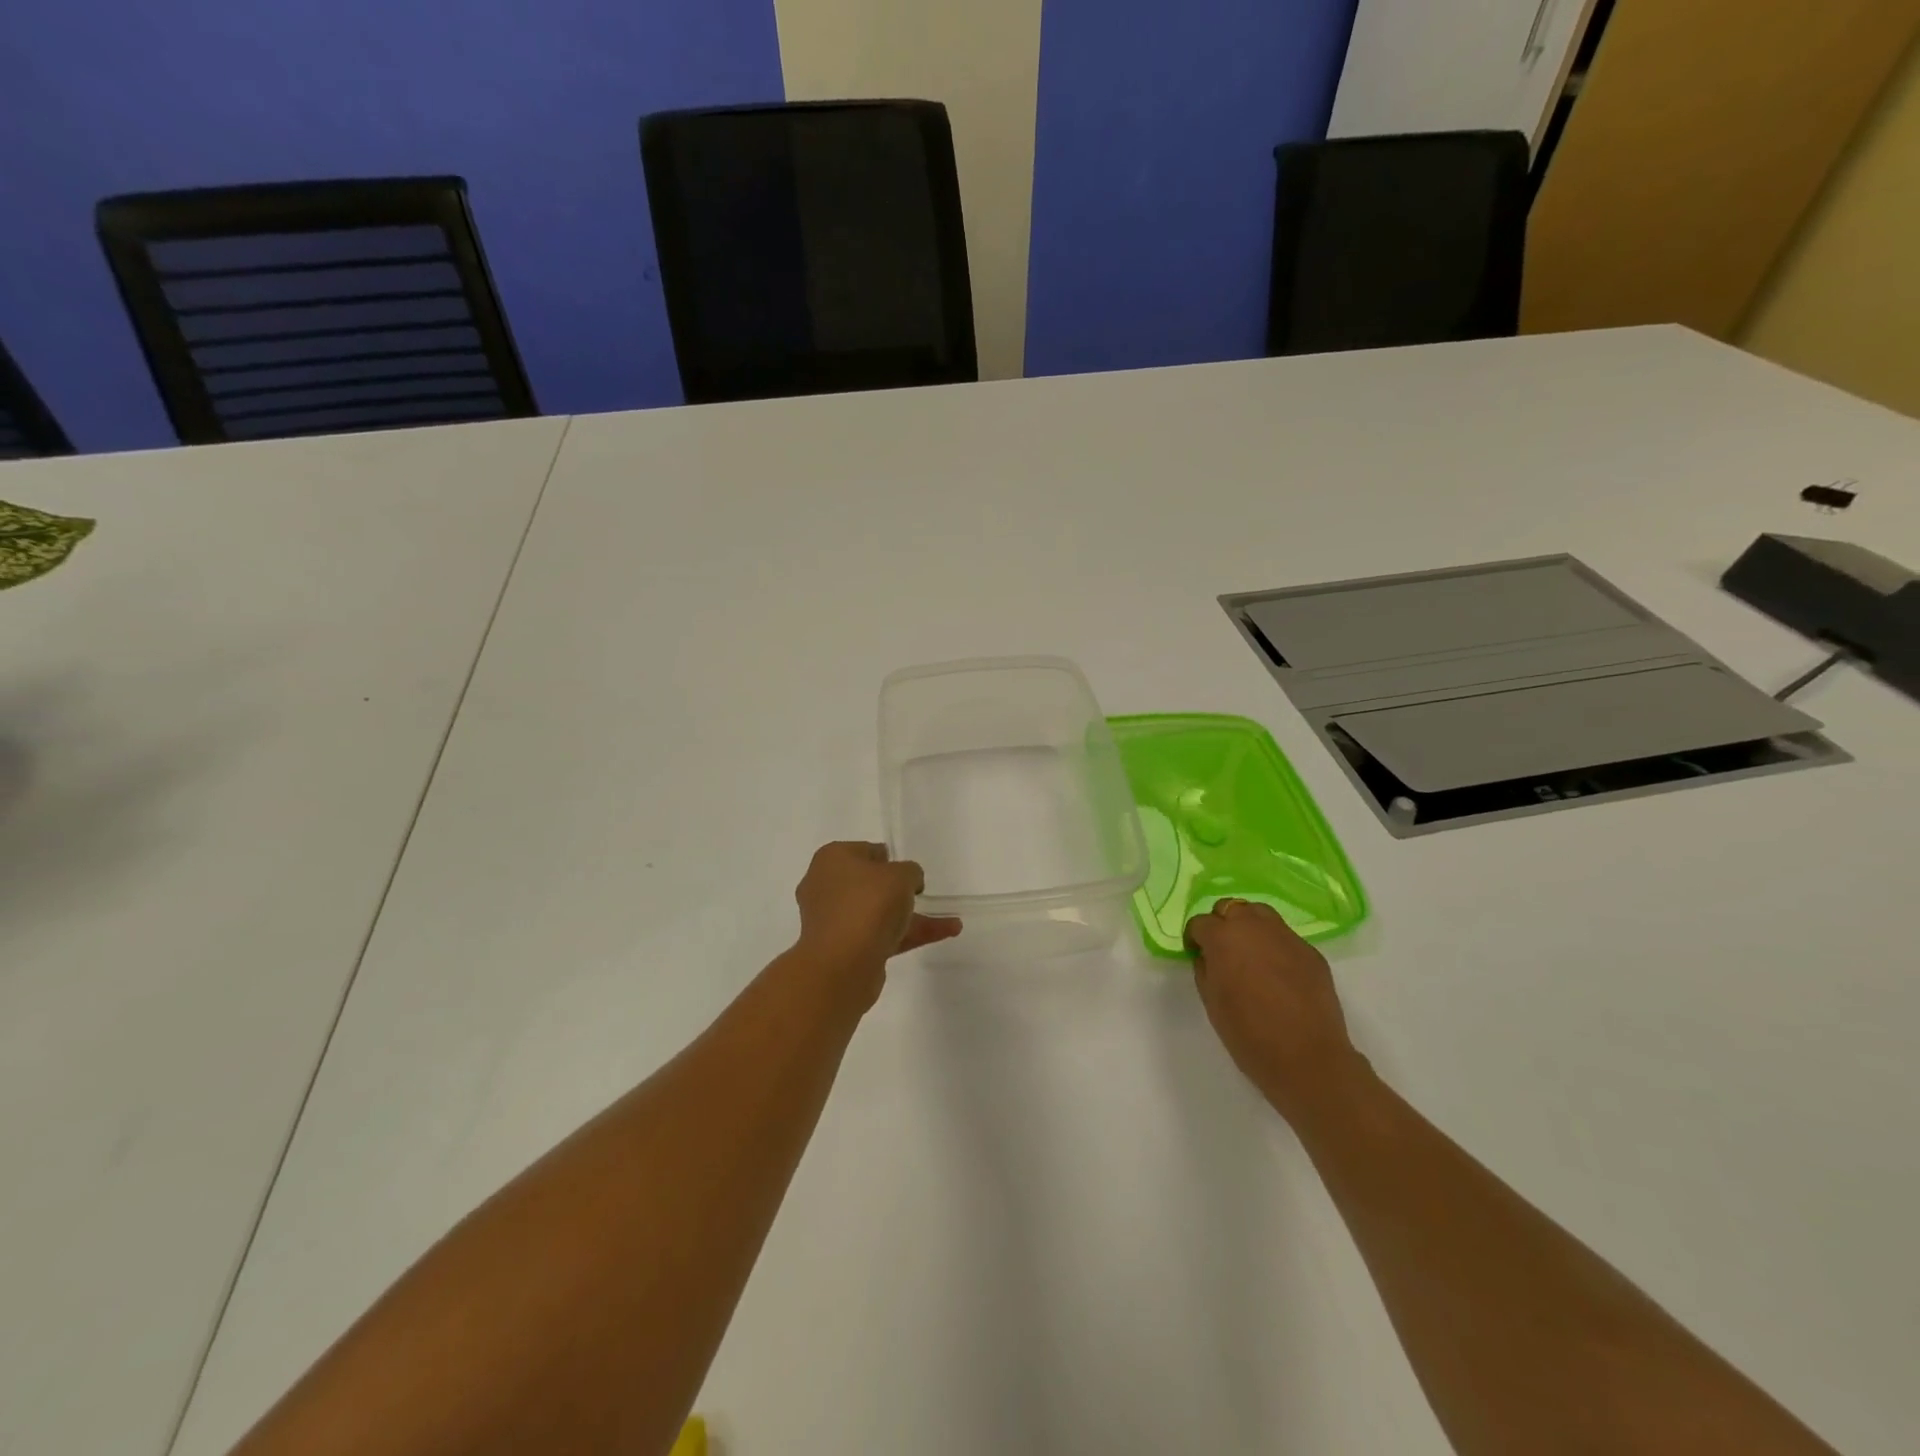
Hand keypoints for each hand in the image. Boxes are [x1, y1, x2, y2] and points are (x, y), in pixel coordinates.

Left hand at [793, 842, 961, 988]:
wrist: (843, 963)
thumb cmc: (869, 903)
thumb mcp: (901, 875)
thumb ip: (910, 871)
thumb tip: (907, 882)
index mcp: (832, 859)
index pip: (865, 851)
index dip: (889, 859)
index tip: (909, 872)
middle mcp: (825, 886)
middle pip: (868, 884)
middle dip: (898, 890)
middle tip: (921, 895)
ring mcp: (833, 920)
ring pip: (877, 913)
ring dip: (911, 916)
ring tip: (951, 921)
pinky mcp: (843, 949)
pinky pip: (880, 935)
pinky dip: (908, 934)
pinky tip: (945, 933)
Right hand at [1185, 900, 1362, 1118]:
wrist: (1307, 1058)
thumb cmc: (1249, 1034)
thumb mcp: (1211, 1001)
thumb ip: (1205, 969)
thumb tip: (1209, 956)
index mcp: (1223, 937)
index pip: (1200, 923)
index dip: (1195, 939)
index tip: (1197, 955)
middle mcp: (1254, 927)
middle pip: (1231, 908)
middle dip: (1223, 925)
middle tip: (1224, 952)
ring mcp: (1287, 937)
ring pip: (1261, 914)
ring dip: (1250, 927)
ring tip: (1251, 955)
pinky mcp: (1311, 952)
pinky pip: (1285, 938)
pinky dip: (1276, 947)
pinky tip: (1279, 975)